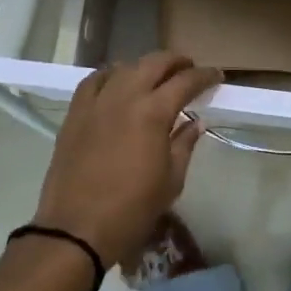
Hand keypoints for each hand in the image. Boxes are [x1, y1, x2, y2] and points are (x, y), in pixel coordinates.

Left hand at [32, 51, 222, 269]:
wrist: (77, 229)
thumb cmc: (133, 209)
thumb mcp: (171, 180)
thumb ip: (184, 144)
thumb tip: (194, 123)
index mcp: (153, 112)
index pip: (185, 81)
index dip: (204, 76)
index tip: (216, 76)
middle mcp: (124, 97)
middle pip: (154, 63)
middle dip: (176, 62)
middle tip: (190, 69)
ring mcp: (96, 103)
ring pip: (124, 67)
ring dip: (145, 67)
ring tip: (156, 76)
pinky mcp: (74, 114)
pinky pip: (93, 81)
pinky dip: (111, 75)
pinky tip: (117, 83)